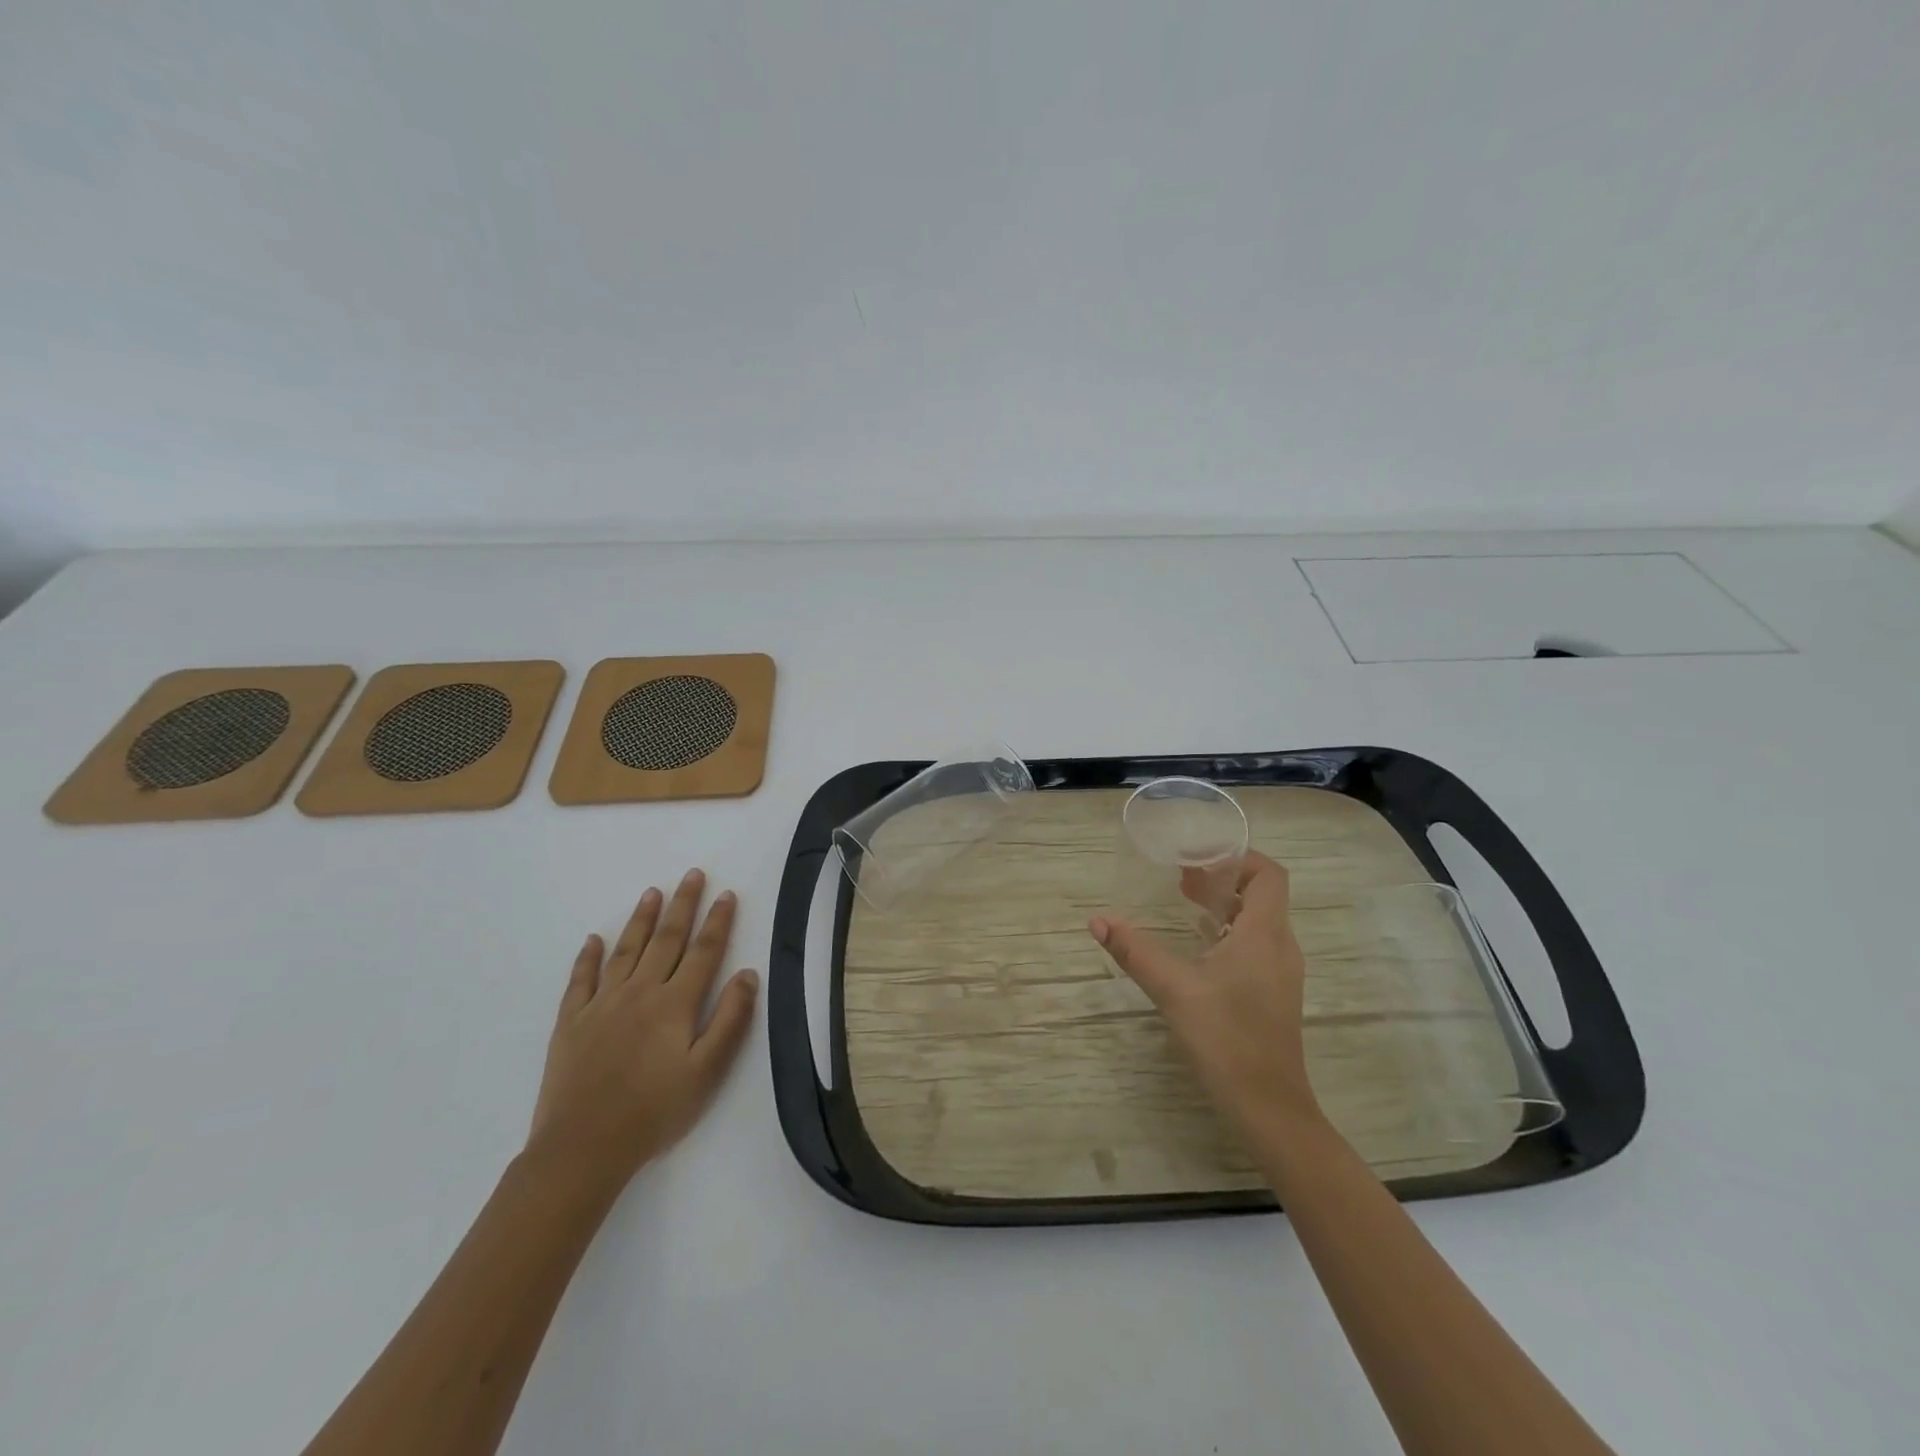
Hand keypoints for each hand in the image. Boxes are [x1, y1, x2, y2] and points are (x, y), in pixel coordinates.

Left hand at [527, 869, 758, 1188]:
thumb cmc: (654, 1112)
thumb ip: (730, 1020)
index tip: (726, 894)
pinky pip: (580, 979)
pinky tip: (593, 940)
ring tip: (652, 892)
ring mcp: (601, 1004)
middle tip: (692, 874)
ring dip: (641, 919)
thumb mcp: (707, 1072)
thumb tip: (748, 974)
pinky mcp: (570, 1022)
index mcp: (675, 1004)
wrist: (582, 1148)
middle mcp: (640, 992)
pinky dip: (587, 957)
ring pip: (626, 950)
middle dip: (683, 905)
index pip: (703, 952)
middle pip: (666, 939)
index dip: (717, 921)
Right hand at [1089, 850, 1319, 1141]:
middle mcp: (1280, 946)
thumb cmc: (1226, 1039)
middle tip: (1181, 877)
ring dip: (1225, 905)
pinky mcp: (1274, 993)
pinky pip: (1256, 944)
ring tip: (1185, 903)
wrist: (1268, 1107)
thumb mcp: (1174, 989)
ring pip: (1258, 920)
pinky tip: (1198, 946)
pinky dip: (1229, 931)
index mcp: (1264, 934)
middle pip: (1262, 893)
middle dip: (1223, 878)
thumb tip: (1097, 921)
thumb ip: (1135, 951)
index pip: (1269, 874)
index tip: (1198, 858)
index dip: (1237, 857)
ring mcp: (1280, 972)